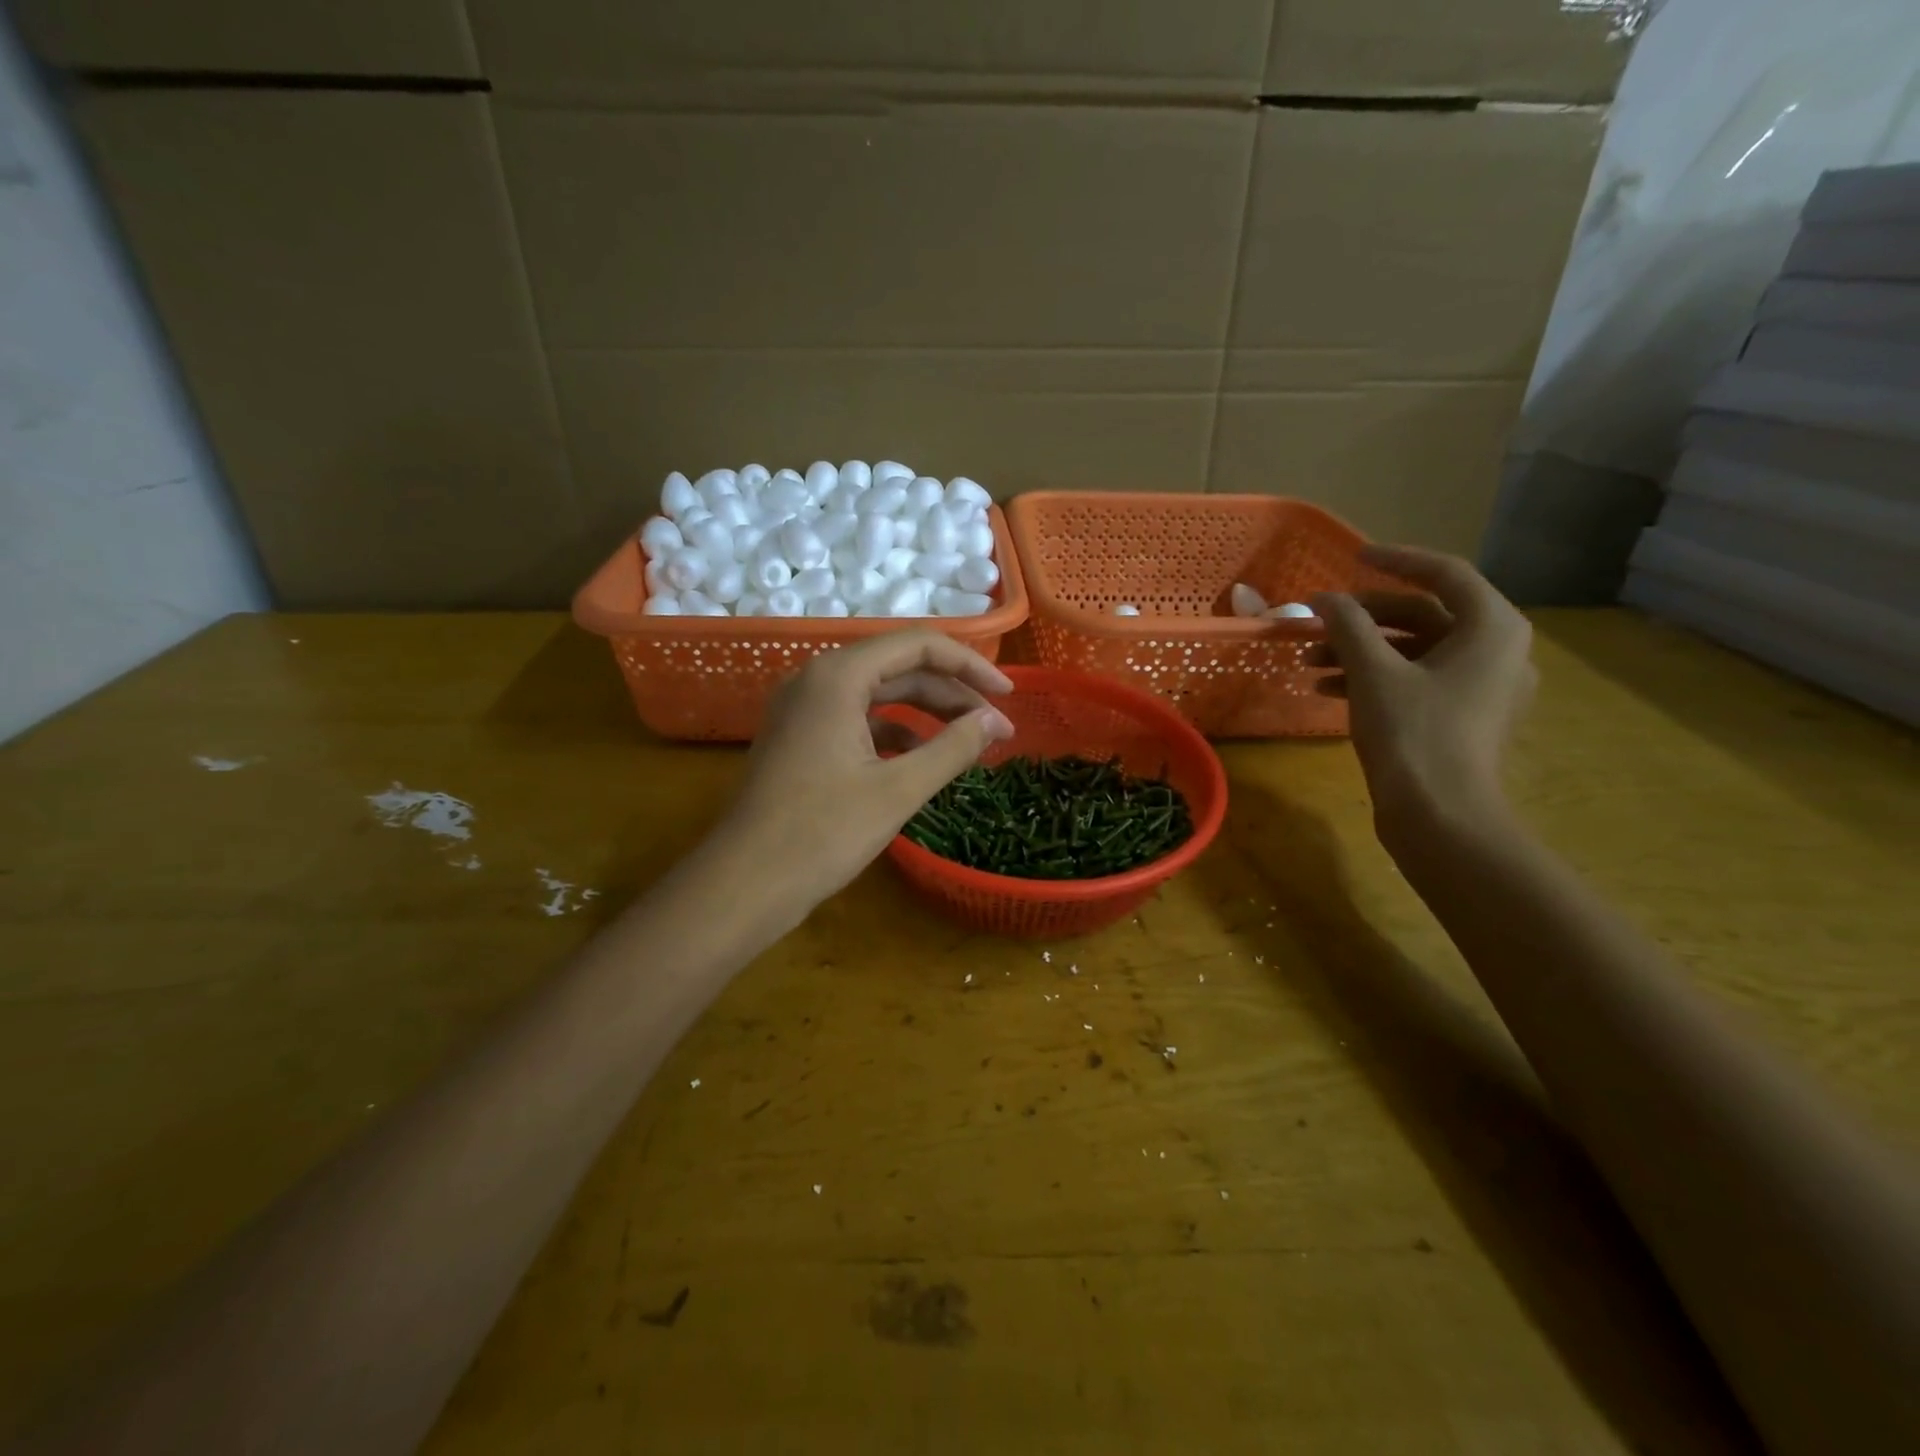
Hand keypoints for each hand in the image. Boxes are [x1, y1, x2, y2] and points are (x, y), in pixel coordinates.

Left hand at [718, 630, 1015, 905]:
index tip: (1008, 696)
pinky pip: (858, 719)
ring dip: (927, 714)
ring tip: (969, 743)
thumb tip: (994, 722)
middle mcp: (817, 679)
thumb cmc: (822, 833)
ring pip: (879, 695)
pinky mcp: (800, 737)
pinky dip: (895, 733)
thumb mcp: (898, 790)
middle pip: (899, 668)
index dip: (970, 666)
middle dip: (952, 694)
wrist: (745, 884)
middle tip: (996, 729)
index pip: (918, 646)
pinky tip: (923, 759)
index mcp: (838, 676)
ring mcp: (804, 709)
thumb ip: (952, 748)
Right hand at [1310, 545, 1536, 841]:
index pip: (1445, 574)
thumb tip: (1323, 598)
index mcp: (1492, 628)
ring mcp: (1482, 686)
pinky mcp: (1463, 715)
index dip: (1396, 560)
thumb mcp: (1374, 673)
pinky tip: (1326, 688)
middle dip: (1365, 617)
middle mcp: (1497, 649)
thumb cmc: (1414, 733)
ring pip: (1416, 650)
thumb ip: (1348, 626)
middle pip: (1425, 614)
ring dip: (1362, 650)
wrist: (1441, 815)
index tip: (1353, 556)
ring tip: (1310, 660)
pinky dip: (1375, 677)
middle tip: (1320, 620)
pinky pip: (1417, 679)